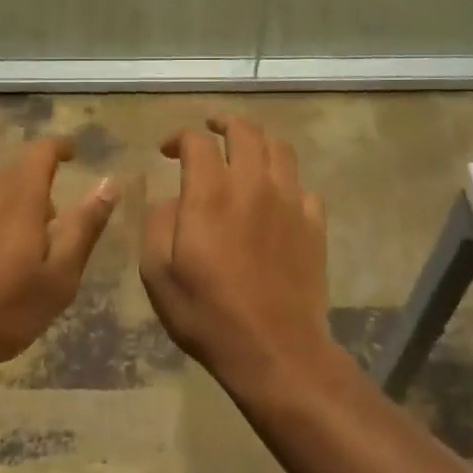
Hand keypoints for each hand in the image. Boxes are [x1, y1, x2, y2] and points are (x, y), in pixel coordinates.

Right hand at [140, 115, 332, 393]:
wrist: (274, 349)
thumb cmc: (207, 313)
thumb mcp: (158, 273)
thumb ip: (159, 223)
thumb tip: (172, 199)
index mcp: (210, 193)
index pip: (197, 141)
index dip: (179, 137)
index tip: (167, 150)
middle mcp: (254, 185)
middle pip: (245, 131)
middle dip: (224, 122)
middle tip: (211, 129)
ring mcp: (291, 202)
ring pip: (280, 149)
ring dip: (259, 141)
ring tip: (246, 150)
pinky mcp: (314, 225)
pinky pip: (304, 187)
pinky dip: (287, 181)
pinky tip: (277, 196)